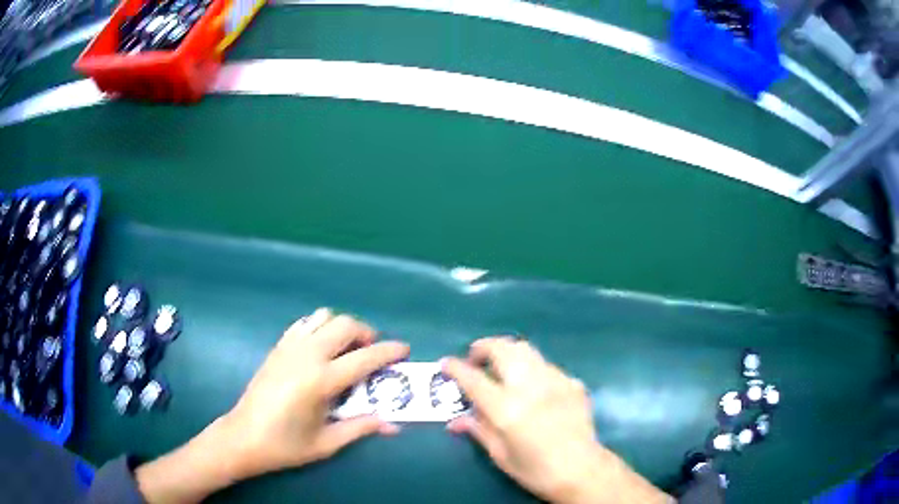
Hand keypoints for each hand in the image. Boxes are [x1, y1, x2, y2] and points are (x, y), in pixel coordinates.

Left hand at [223, 308, 408, 474]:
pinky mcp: (277, 347)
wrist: (243, 437)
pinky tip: (321, 348)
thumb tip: (392, 424)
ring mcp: (288, 347)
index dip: (388, 351)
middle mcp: (306, 355)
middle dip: (366, 333)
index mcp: (320, 380)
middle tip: (373, 352)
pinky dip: (319, 327)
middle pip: (344, 325)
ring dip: (342, 327)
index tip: (404, 348)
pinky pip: (303, 324)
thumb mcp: (327, 443)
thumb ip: (360, 428)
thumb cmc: (286, 445)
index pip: (364, 357)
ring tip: (347, 349)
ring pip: (323, 317)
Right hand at [443, 338, 671, 503]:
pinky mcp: (573, 382)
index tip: (445, 364)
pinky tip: (533, 387)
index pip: (473, 379)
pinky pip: (546, 366)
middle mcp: (530, 386)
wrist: (582, 471)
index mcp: (507, 408)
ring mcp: (555, 380)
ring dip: (507, 353)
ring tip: (501, 367)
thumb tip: (455, 420)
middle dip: (483, 347)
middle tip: (475, 359)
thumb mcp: (500, 455)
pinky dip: (532, 369)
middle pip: (503, 349)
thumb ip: (478, 430)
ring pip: (526, 350)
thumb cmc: (535, 470)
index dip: (455, 368)